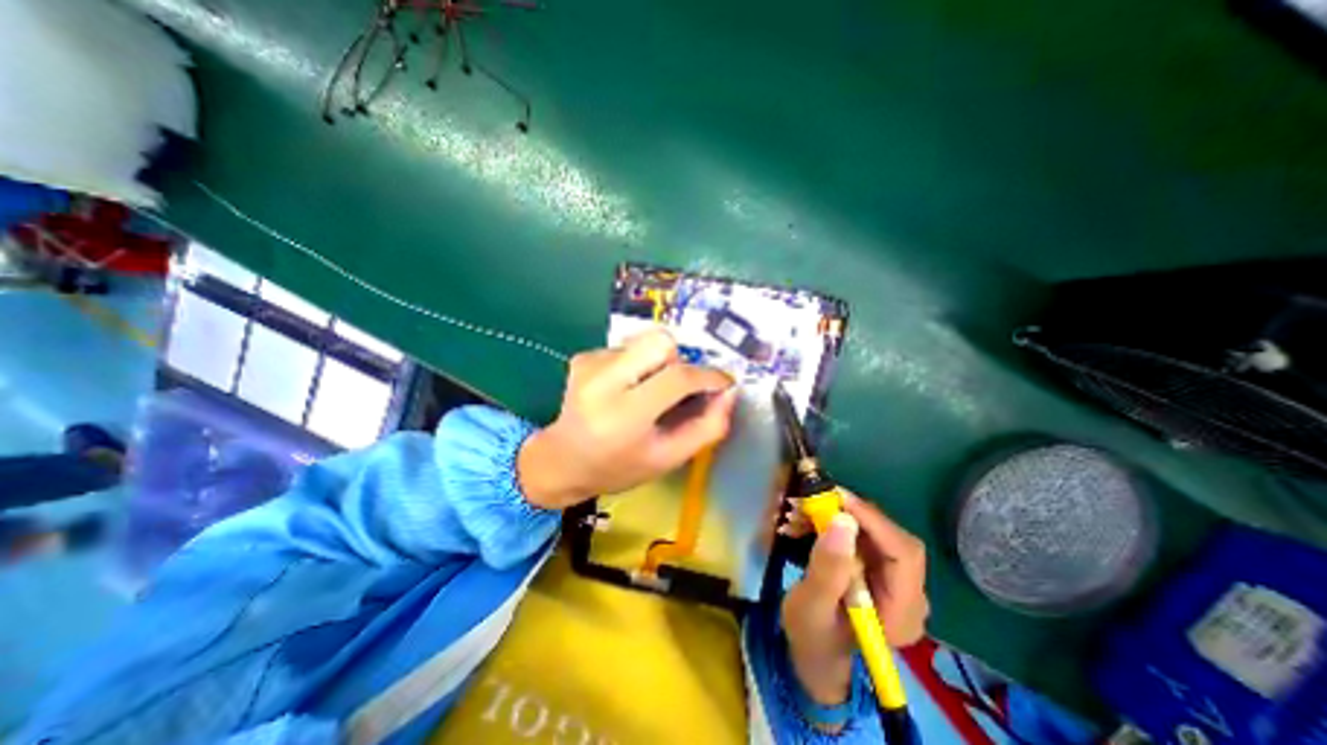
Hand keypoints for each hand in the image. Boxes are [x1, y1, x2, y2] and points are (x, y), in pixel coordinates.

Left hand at [516, 329, 736, 507]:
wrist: (562, 460)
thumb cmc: (619, 467)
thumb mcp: (668, 458)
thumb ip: (707, 428)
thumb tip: (729, 393)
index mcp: (623, 415)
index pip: (676, 378)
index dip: (708, 376)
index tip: (724, 383)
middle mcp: (602, 382)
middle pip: (660, 341)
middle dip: (679, 361)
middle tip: (676, 388)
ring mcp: (589, 364)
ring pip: (645, 342)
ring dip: (657, 364)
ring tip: (646, 393)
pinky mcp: (584, 356)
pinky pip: (628, 347)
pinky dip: (637, 365)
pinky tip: (625, 389)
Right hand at [780, 492, 923, 706]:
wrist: (814, 651)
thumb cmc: (812, 636)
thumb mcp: (812, 606)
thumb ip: (828, 569)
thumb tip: (842, 521)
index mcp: (902, 612)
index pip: (903, 554)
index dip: (873, 520)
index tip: (836, 497)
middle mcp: (908, 592)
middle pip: (888, 537)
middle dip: (848, 514)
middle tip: (809, 502)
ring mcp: (893, 579)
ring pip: (871, 530)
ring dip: (833, 515)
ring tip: (797, 513)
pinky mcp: (876, 568)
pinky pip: (859, 534)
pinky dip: (830, 523)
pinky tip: (803, 523)